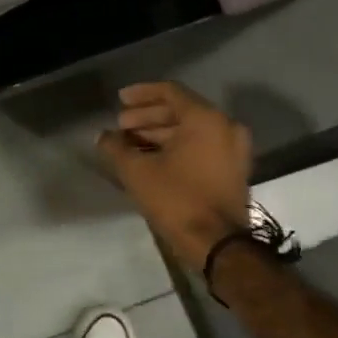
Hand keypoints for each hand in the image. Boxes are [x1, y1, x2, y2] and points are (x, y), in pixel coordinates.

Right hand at [97, 82, 251, 273]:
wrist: (219, 245)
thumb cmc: (177, 199)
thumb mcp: (137, 171)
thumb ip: (115, 147)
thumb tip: (104, 137)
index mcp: (205, 119)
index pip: (170, 92)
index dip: (141, 94)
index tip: (119, 100)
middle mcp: (225, 127)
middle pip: (180, 110)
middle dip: (147, 117)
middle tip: (121, 126)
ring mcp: (234, 150)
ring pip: (191, 130)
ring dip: (159, 133)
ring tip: (130, 144)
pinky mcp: (233, 170)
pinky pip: (202, 146)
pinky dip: (177, 147)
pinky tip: (151, 158)